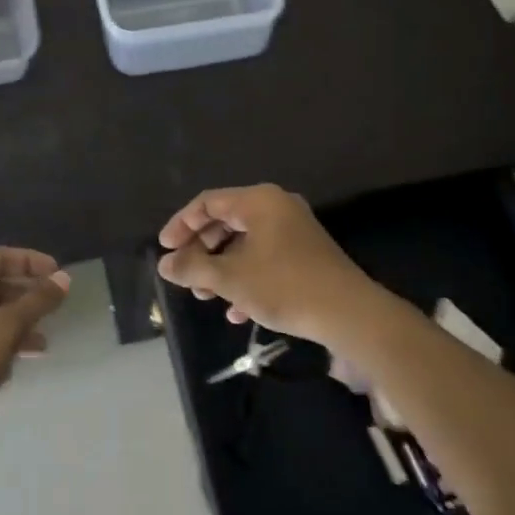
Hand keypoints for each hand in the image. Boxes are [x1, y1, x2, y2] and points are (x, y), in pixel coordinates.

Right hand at [156, 184, 378, 346]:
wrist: (348, 313)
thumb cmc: (284, 286)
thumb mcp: (231, 278)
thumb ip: (193, 268)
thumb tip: (165, 264)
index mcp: (258, 201)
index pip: (208, 202)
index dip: (181, 224)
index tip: (165, 250)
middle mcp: (276, 206)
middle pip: (226, 220)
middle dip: (202, 250)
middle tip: (184, 275)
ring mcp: (293, 229)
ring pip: (245, 242)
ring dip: (221, 268)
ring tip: (205, 296)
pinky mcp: (305, 253)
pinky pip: (265, 256)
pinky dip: (246, 277)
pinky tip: (236, 311)